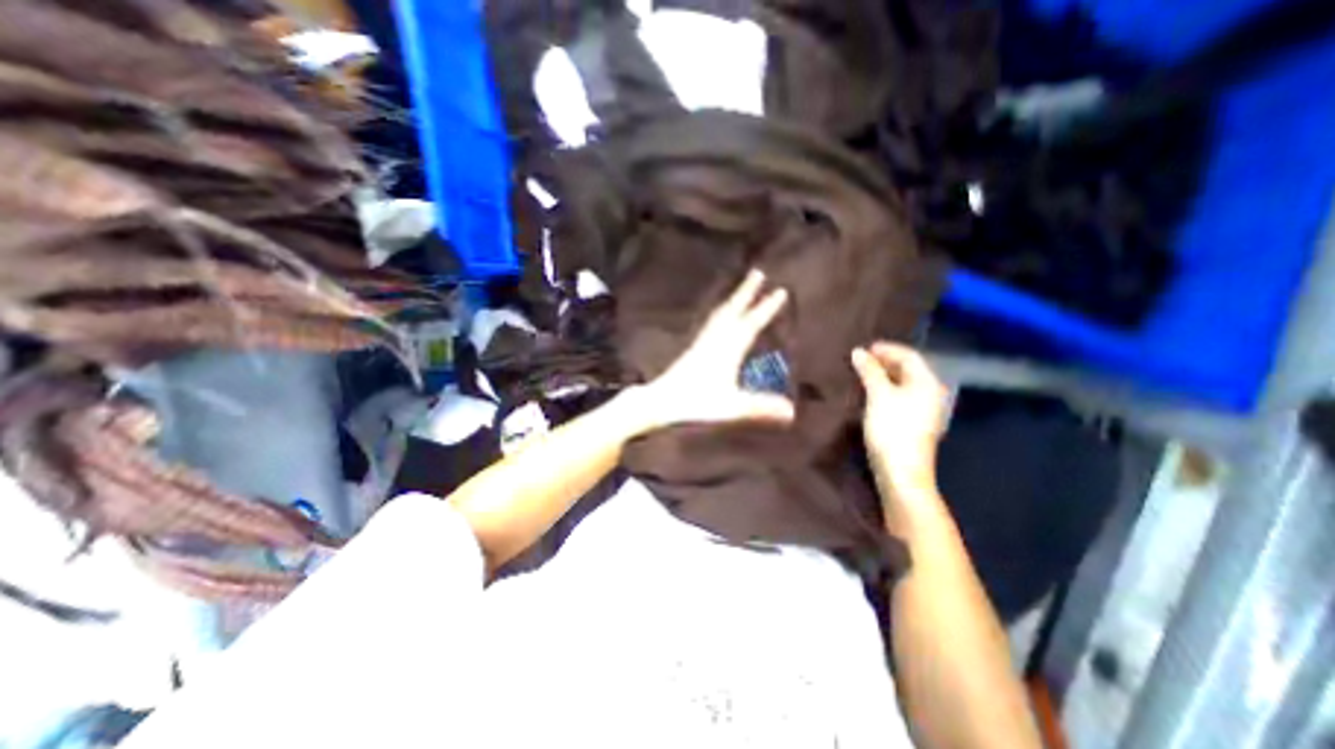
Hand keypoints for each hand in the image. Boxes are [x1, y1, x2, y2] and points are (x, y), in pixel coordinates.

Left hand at [634, 269, 790, 429]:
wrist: (661, 401)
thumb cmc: (696, 402)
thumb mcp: (731, 406)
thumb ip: (760, 407)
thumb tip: (792, 412)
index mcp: (727, 349)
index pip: (751, 323)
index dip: (767, 308)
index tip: (781, 290)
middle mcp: (715, 340)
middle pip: (733, 310)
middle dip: (747, 291)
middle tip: (758, 272)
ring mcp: (703, 342)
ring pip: (721, 314)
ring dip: (734, 300)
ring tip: (741, 290)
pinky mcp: (695, 348)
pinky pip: (712, 323)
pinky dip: (721, 313)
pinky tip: (720, 318)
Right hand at [855, 343, 949, 496]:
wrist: (901, 471)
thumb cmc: (892, 429)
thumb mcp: (878, 396)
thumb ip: (870, 371)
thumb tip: (859, 352)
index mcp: (927, 383)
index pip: (909, 356)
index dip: (886, 349)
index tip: (863, 348)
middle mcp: (930, 393)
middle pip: (908, 370)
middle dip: (884, 362)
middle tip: (859, 360)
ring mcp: (923, 410)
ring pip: (903, 384)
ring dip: (883, 377)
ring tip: (860, 374)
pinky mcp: (914, 423)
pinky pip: (900, 397)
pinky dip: (885, 390)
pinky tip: (869, 394)